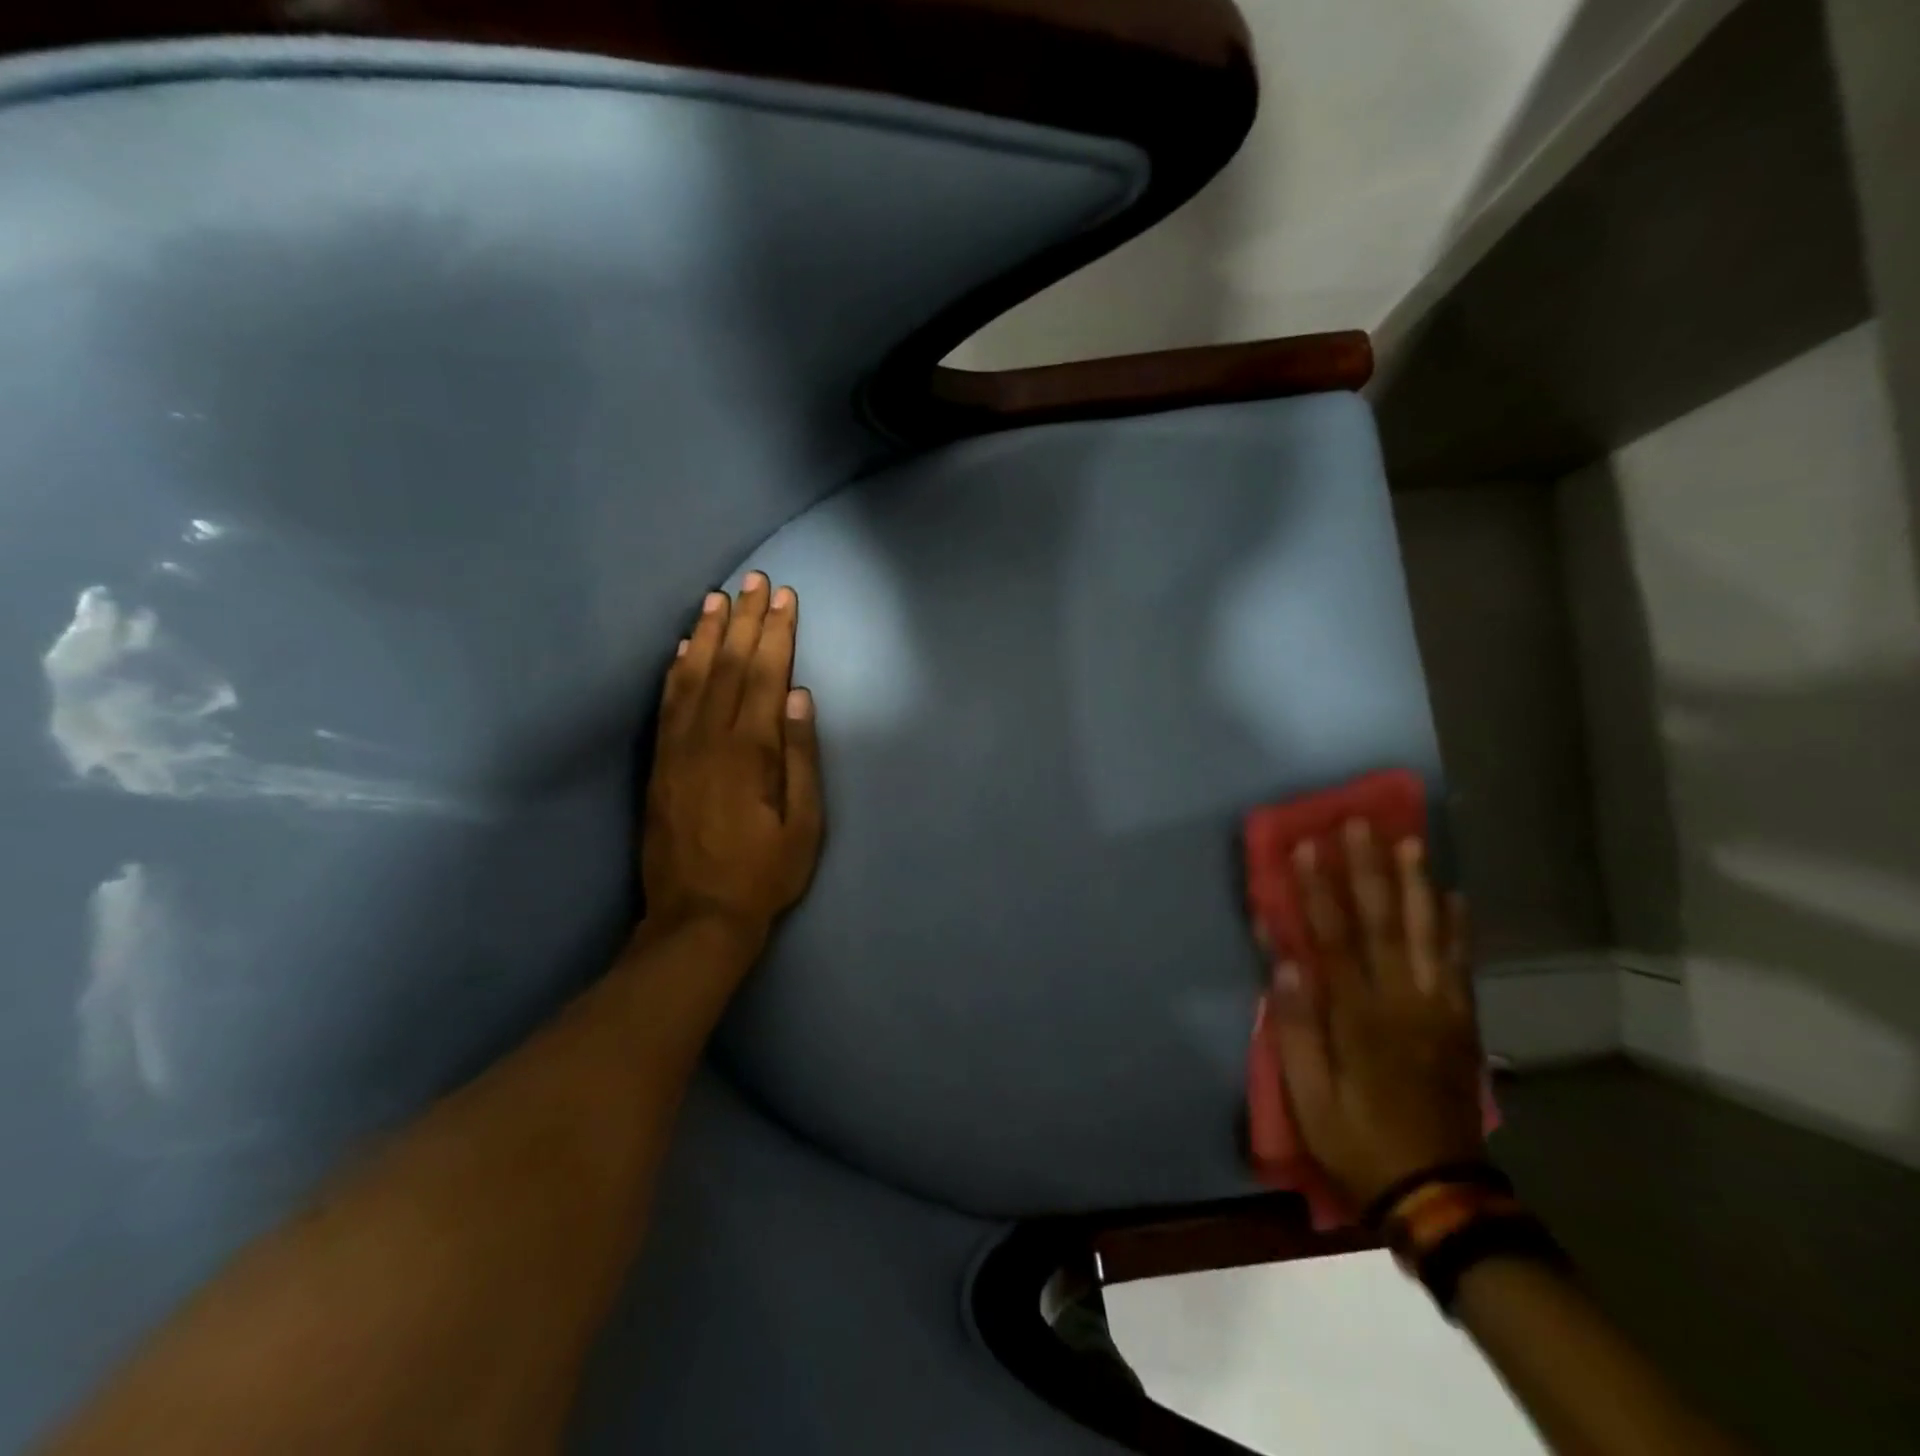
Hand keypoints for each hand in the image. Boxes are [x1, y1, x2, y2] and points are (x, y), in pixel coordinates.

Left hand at [641, 573, 823, 944]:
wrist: (697, 918)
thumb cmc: (764, 874)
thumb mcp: (804, 824)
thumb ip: (800, 756)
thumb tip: (797, 696)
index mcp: (749, 752)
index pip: (764, 676)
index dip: (776, 633)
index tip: (784, 597)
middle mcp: (708, 739)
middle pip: (729, 666)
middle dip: (745, 620)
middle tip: (755, 581)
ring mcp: (677, 749)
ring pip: (693, 677)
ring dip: (708, 634)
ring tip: (718, 598)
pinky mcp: (659, 764)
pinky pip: (667, 704)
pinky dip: (675, 670)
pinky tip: (684, 648)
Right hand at [1263, 820, 1485, 1209]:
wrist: (1438, 1192)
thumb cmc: (1357, 1140)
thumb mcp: (1308, 1096)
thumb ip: (1293, 1026)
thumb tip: (1283, 961)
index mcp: (1359, 1018)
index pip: (1334, 939)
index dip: (1318, 891)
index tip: (1306, 847)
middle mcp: (1404, 1002)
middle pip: (1385, 924)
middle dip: (1369, 870)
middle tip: (1362, 824)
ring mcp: (1439, 1011)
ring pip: (1429, 935)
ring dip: (1417, 885)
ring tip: (1411, 842)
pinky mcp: (1461, 1024)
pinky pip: (1461, 965)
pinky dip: (1457, 928)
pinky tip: (1453, 897)